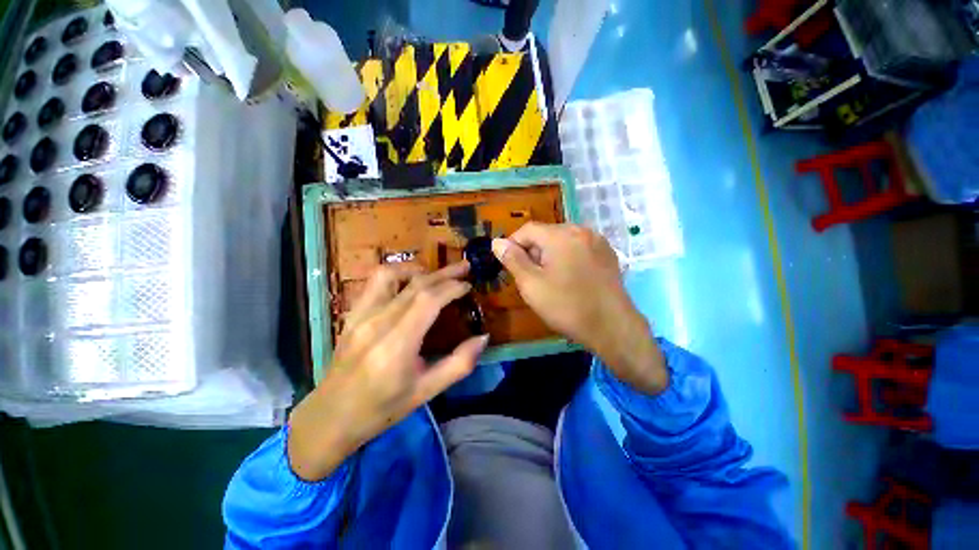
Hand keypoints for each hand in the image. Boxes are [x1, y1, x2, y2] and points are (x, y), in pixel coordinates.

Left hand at [287, 262, 488, 481]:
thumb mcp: (426, 392)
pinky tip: (409, 282)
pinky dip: (397, 274)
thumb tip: (483, 338)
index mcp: (396, 345)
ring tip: (436, 274)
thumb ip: (459, 364)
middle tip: (465, 268)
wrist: (331, 416)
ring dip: (419, 269)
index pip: (428, 300)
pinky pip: (375, 282)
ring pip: (392, 274)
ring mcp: (361, 315)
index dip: (452, 288)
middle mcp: (377, 323)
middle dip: (445, 273)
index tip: (468, 286)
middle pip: (416, 285)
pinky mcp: (353, 314)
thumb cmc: (382, 408)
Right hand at [492, 223, 666, 394]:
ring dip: (549, 255)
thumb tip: (497, 242)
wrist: (613, 327)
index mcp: (561, 235)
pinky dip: (567, 257)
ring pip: (563, 241)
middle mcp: (581, 230)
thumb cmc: (567, 306)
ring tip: (549, 279)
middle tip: (530, 277)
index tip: (508, 264)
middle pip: (546, 233)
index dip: (513, 244)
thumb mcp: (532, 285)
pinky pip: (579, 248)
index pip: (528, 229)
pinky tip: (569, 278)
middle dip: (533, 251)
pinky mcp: (607, 254)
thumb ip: (513, 260)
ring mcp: (598, 241)